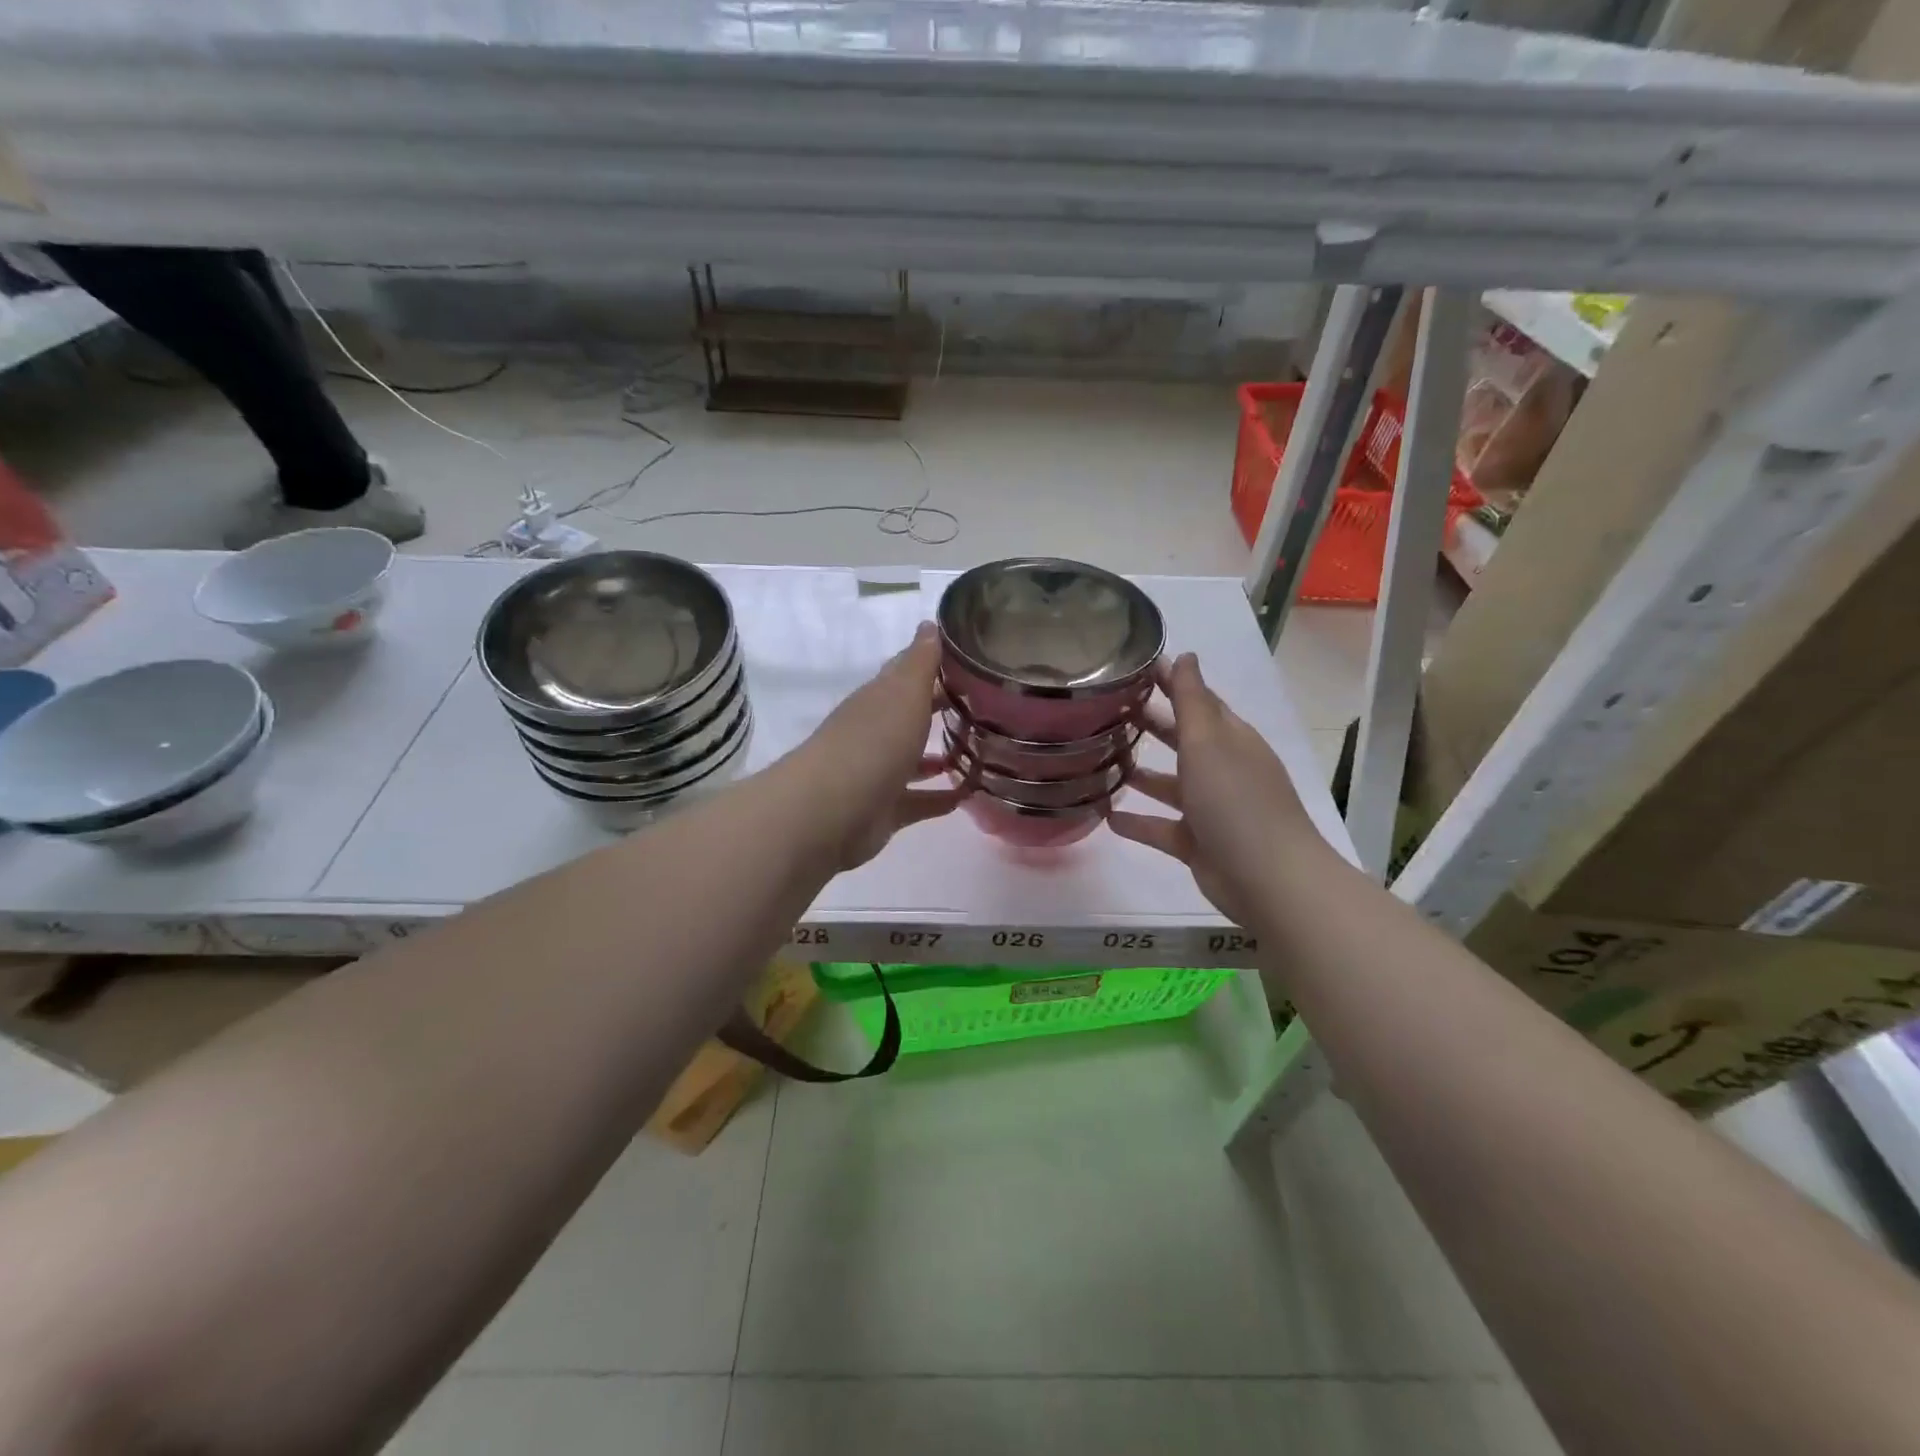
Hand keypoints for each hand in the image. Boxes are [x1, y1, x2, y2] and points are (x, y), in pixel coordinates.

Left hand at [786, 623, 965, 871]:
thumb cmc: (873, 742)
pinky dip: (940, 798)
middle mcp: (875, 733)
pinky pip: (918, 801)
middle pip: (910, 717)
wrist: (832, 811)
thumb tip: (929, 624)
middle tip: (984, 710)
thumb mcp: (903, 693)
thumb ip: (920, 662)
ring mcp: (878, 773)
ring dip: (939, 757)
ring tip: (979, 754)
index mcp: (878, 699)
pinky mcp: (884, 811)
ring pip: (913, 760)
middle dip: (939, 712)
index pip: (906, 675)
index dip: (934, 667)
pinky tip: (969, 795)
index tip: (971, 664)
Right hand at [1110, 653, 1336, 932]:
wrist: (1268, 879)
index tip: (1133, 668)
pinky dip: (1138, 822)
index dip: (1171, 682)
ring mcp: (1210, 809)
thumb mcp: (1209, 742)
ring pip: (1170, 785)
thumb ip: (1191, 700)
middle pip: (1183, 740)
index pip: (1199, 701)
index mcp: (1231, 739)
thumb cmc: (1236, 801)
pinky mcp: (1197, 843)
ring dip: (1141, 774)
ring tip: (1100, 762)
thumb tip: (1185, 655)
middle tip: (1107, 710)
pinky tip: (1107, 817)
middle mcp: (1222, 769)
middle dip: (1152, 724)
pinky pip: (1161, 828)